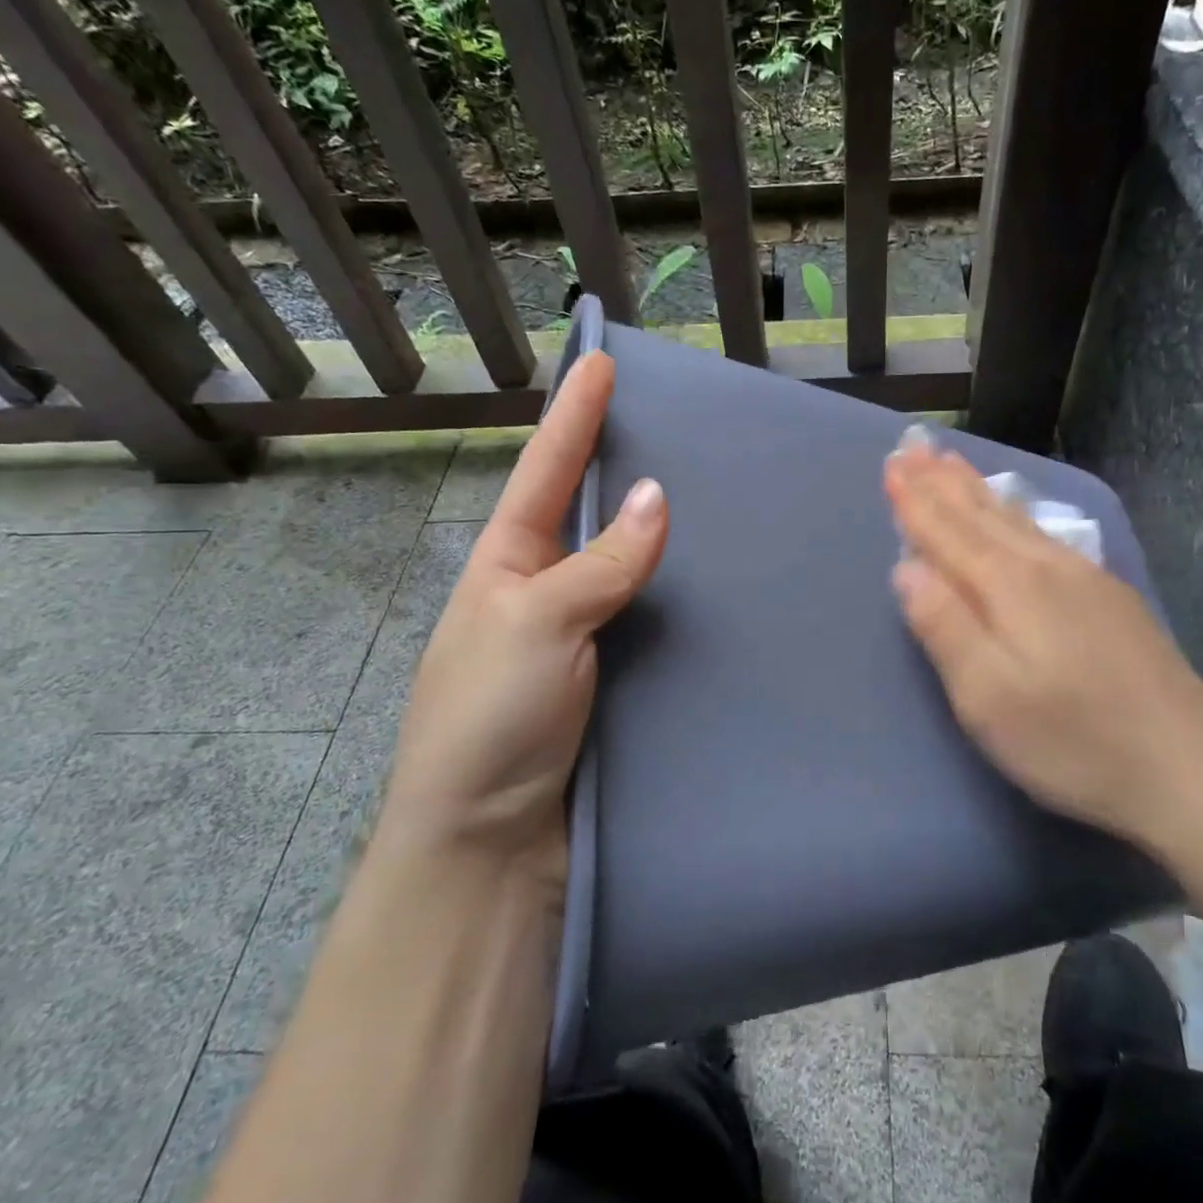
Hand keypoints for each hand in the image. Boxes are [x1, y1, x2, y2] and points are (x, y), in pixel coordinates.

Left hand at [382, 352, 667, 879]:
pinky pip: (648, 614)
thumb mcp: (534, 625)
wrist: (488, 842)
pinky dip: (677, 588)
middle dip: (619, 459)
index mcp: (507, 563)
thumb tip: (657, 496)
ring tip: (710, 486)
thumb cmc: (489, 720)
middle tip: (670, 418)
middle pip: (589, 509)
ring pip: (626, 562)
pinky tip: (714, 575)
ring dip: (659, 527)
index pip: (547, 471)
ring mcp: (579, 632)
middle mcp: (543, 588)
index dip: (573, 415)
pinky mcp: (610, 675)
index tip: (600, 359)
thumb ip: (599, 563)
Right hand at [883, 439, 1202, 853]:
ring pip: (1016, 519)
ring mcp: (1084, 578)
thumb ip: (943, 627)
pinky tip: (1017, 513)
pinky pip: (1045, 534)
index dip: (916, 500)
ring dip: (977, 489)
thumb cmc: (1073, 742)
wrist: (1192, 769)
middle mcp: (1045, 567)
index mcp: (1009, 587)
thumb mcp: (988, 698)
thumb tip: (906, 567)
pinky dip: (1016, 513)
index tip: (890, 464)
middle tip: (914, 445)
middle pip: (983, 514)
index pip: (948, 532)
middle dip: (942, 480)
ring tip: (952, 461)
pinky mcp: (1110, 597)